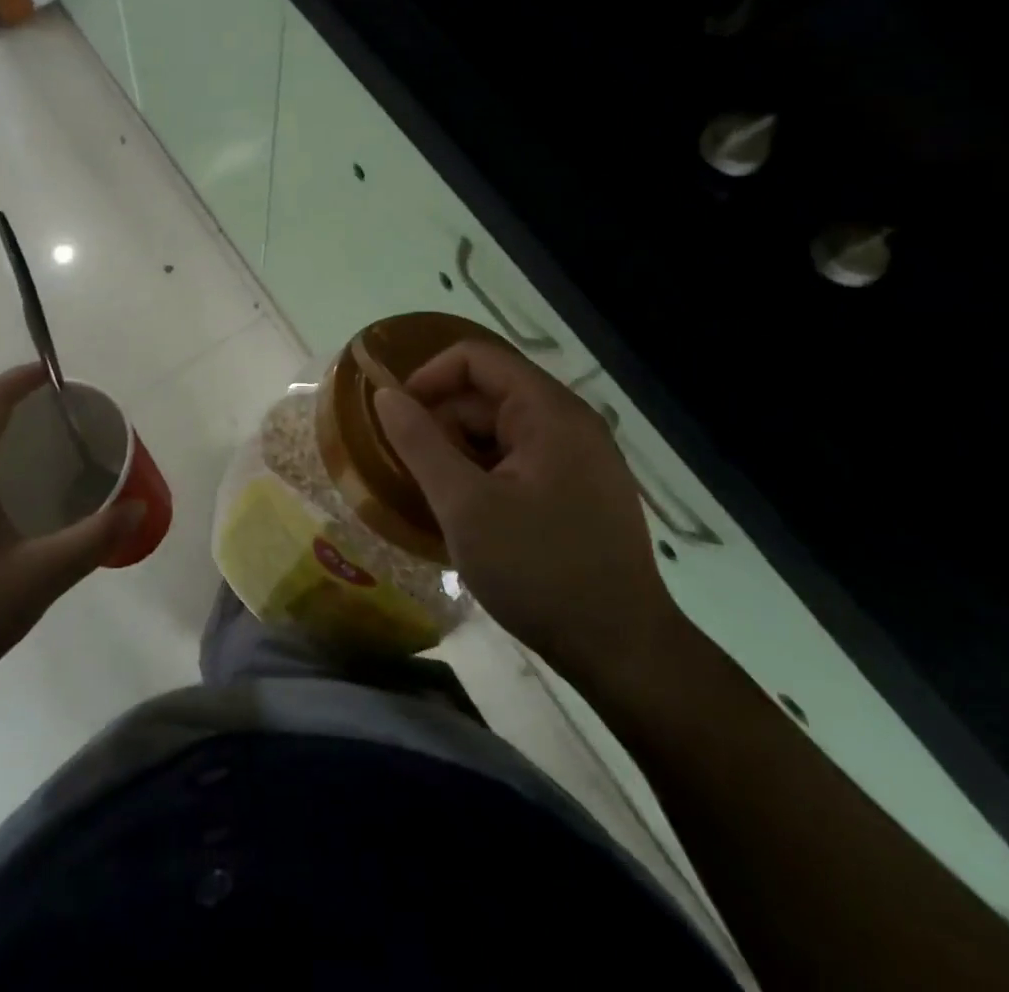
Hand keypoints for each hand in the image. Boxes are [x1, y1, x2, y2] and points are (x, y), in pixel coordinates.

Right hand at [373, 341, 685, 690]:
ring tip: (443, 499)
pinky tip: (475, 514)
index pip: (476, 359)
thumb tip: (386, 395)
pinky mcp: (582, 488)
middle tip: (418, 474)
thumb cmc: (538, 570)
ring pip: (503, 429)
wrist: (622, 650)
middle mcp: (571, 422)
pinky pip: (522, 458)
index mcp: (549, 412)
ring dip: (463, 452)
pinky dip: (488, 472)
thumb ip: (420, 443)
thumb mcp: (464, 505)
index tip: (397, 418)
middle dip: (444, 424)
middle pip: (489, 394)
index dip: (429, 377)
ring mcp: (582, 457)